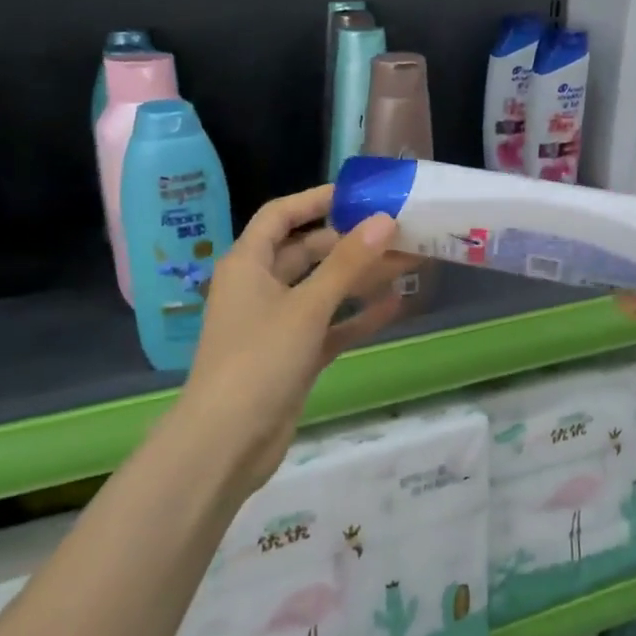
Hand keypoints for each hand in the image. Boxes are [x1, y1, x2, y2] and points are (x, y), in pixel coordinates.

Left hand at [172, 185, 402, 496]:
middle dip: (351, 242)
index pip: (280, 215)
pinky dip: (357, 316)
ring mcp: (277, 324)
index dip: (315, 199)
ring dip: (360, 279)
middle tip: (399, 233)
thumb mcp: (306, 307)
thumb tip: (385, 220)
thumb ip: (347, 264)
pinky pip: (329, 326)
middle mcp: (260, 287)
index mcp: (248, 264)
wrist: (227, 442)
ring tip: (408, 263)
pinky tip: (395, 305)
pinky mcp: (293, 356)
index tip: (358, 193)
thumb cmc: (259, 360)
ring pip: (323, 290)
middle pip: (308, 252)